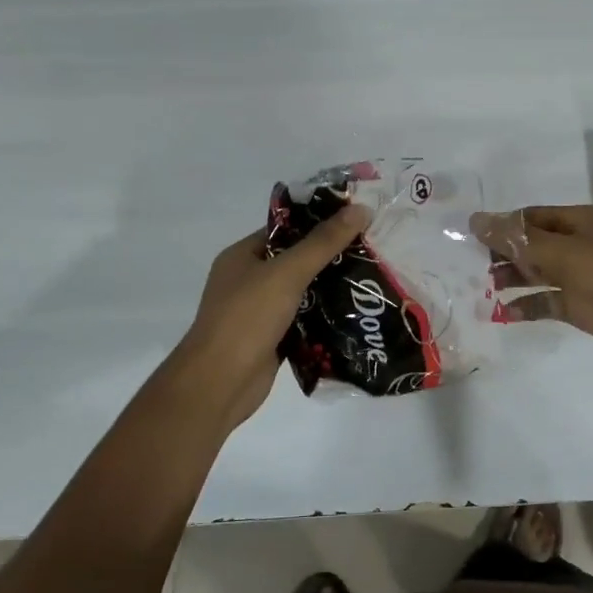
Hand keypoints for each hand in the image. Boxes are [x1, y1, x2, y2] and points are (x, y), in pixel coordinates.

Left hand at [172, 206, 369, 428]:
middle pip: (296, 261)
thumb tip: (360, 208)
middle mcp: (248, 280)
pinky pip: (303, 321)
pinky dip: (324, 319)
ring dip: (331, 289)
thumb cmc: (247, 318)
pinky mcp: (272, 339)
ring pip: (302, 293)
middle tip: (372, 251)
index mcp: (243, 256)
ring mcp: (259, 312)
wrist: (219, 383)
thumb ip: (323, 242)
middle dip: (331, 257)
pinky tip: (356, 315)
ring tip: (371, 281)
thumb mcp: (287, 273)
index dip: (320, 222)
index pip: (286, 229)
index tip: (357, 220)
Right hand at [471, 204, 592, 370]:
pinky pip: (546, 302)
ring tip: (477, 290)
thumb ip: (519, 239)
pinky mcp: (582, 307)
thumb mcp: (565, 252)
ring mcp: (581, 277)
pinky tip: (501, 313)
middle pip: (531, 245)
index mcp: (580, 221)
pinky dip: (525, 306)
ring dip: (509, 280)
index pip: (530, 217)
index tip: (467, 238)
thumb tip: (476, 219)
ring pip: (536, 274)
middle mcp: (578, 245)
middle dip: (501, 254)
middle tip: (467, 268)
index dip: (500, 226)